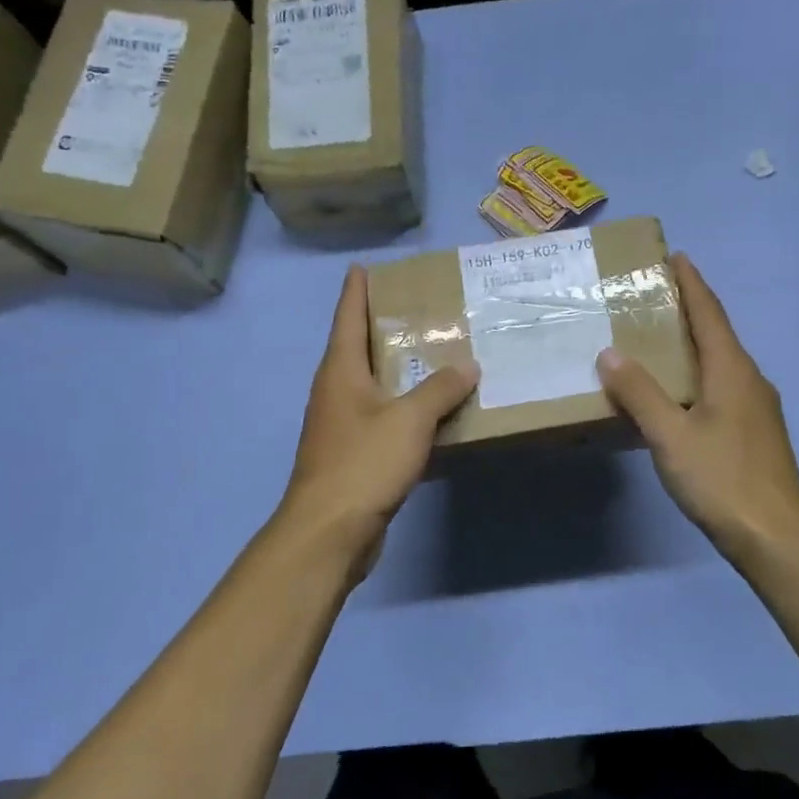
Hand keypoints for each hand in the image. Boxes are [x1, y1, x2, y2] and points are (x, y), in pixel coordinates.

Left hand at [279, 266, 477, 574]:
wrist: (330, 531)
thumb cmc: (364, 463)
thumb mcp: (410, 419)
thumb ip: (440, 389)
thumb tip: (467, 365)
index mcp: (340, 371)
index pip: (347, 317)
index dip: (356, 290)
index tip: (364, 267)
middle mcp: (335, 391)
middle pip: (358, 348)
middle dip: (383, 326)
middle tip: (418, 307)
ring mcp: (341, 425)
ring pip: (372, 385)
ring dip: (397, 370)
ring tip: (432, 353)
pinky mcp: (352, 455)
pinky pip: (382, 418)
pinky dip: (404, 408)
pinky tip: (431, 411)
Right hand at [596, 253, 798, 565]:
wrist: (776, 537)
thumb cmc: (723, 479)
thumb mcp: (671, 435)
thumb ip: (639, 393)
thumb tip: (610, 353)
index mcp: (732, 370)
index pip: (709, 313)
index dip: (692, 283)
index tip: (675, 256)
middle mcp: (749, 379)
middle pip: (717, 333)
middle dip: (689, 309)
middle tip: (653, 295)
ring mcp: (756, 408)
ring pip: (720, 362)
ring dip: (693, 344)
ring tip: (658, 339)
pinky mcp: (755, 433)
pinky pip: (721, 387)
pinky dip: (697, 374)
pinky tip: (677, 393)